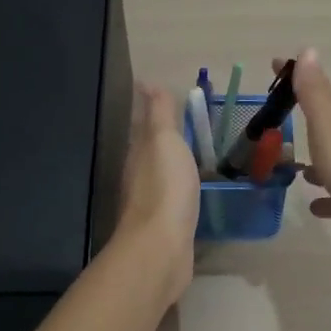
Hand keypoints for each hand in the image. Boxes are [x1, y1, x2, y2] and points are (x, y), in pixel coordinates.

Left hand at [115, 83, 199, 304]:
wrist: (161, 247)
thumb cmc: (165, 187)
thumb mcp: (164, 141)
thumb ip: (159, 114)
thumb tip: (147, 83)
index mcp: (139, 153)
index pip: (143, 126)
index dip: (151, 111)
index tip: (161, 96)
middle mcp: (139, 177)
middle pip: (149, 151)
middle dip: (160, 137)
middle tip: (182, 124)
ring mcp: (151, 205)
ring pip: (160, 176)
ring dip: (171, 164)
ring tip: (191, 156)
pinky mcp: (166, 228)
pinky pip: (173, 200)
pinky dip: (179, 190)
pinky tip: (191, 193)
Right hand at [285, 49, 330, 261]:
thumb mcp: (328, 126)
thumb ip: (315, 93)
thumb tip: (308, 50)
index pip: (318, 87)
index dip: (296, 76)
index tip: (274, 65)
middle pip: (325, 120)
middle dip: (302, 115)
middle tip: (274, 116)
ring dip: (314, 159)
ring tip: (290, 166)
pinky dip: (325, 194)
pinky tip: (313, 204)